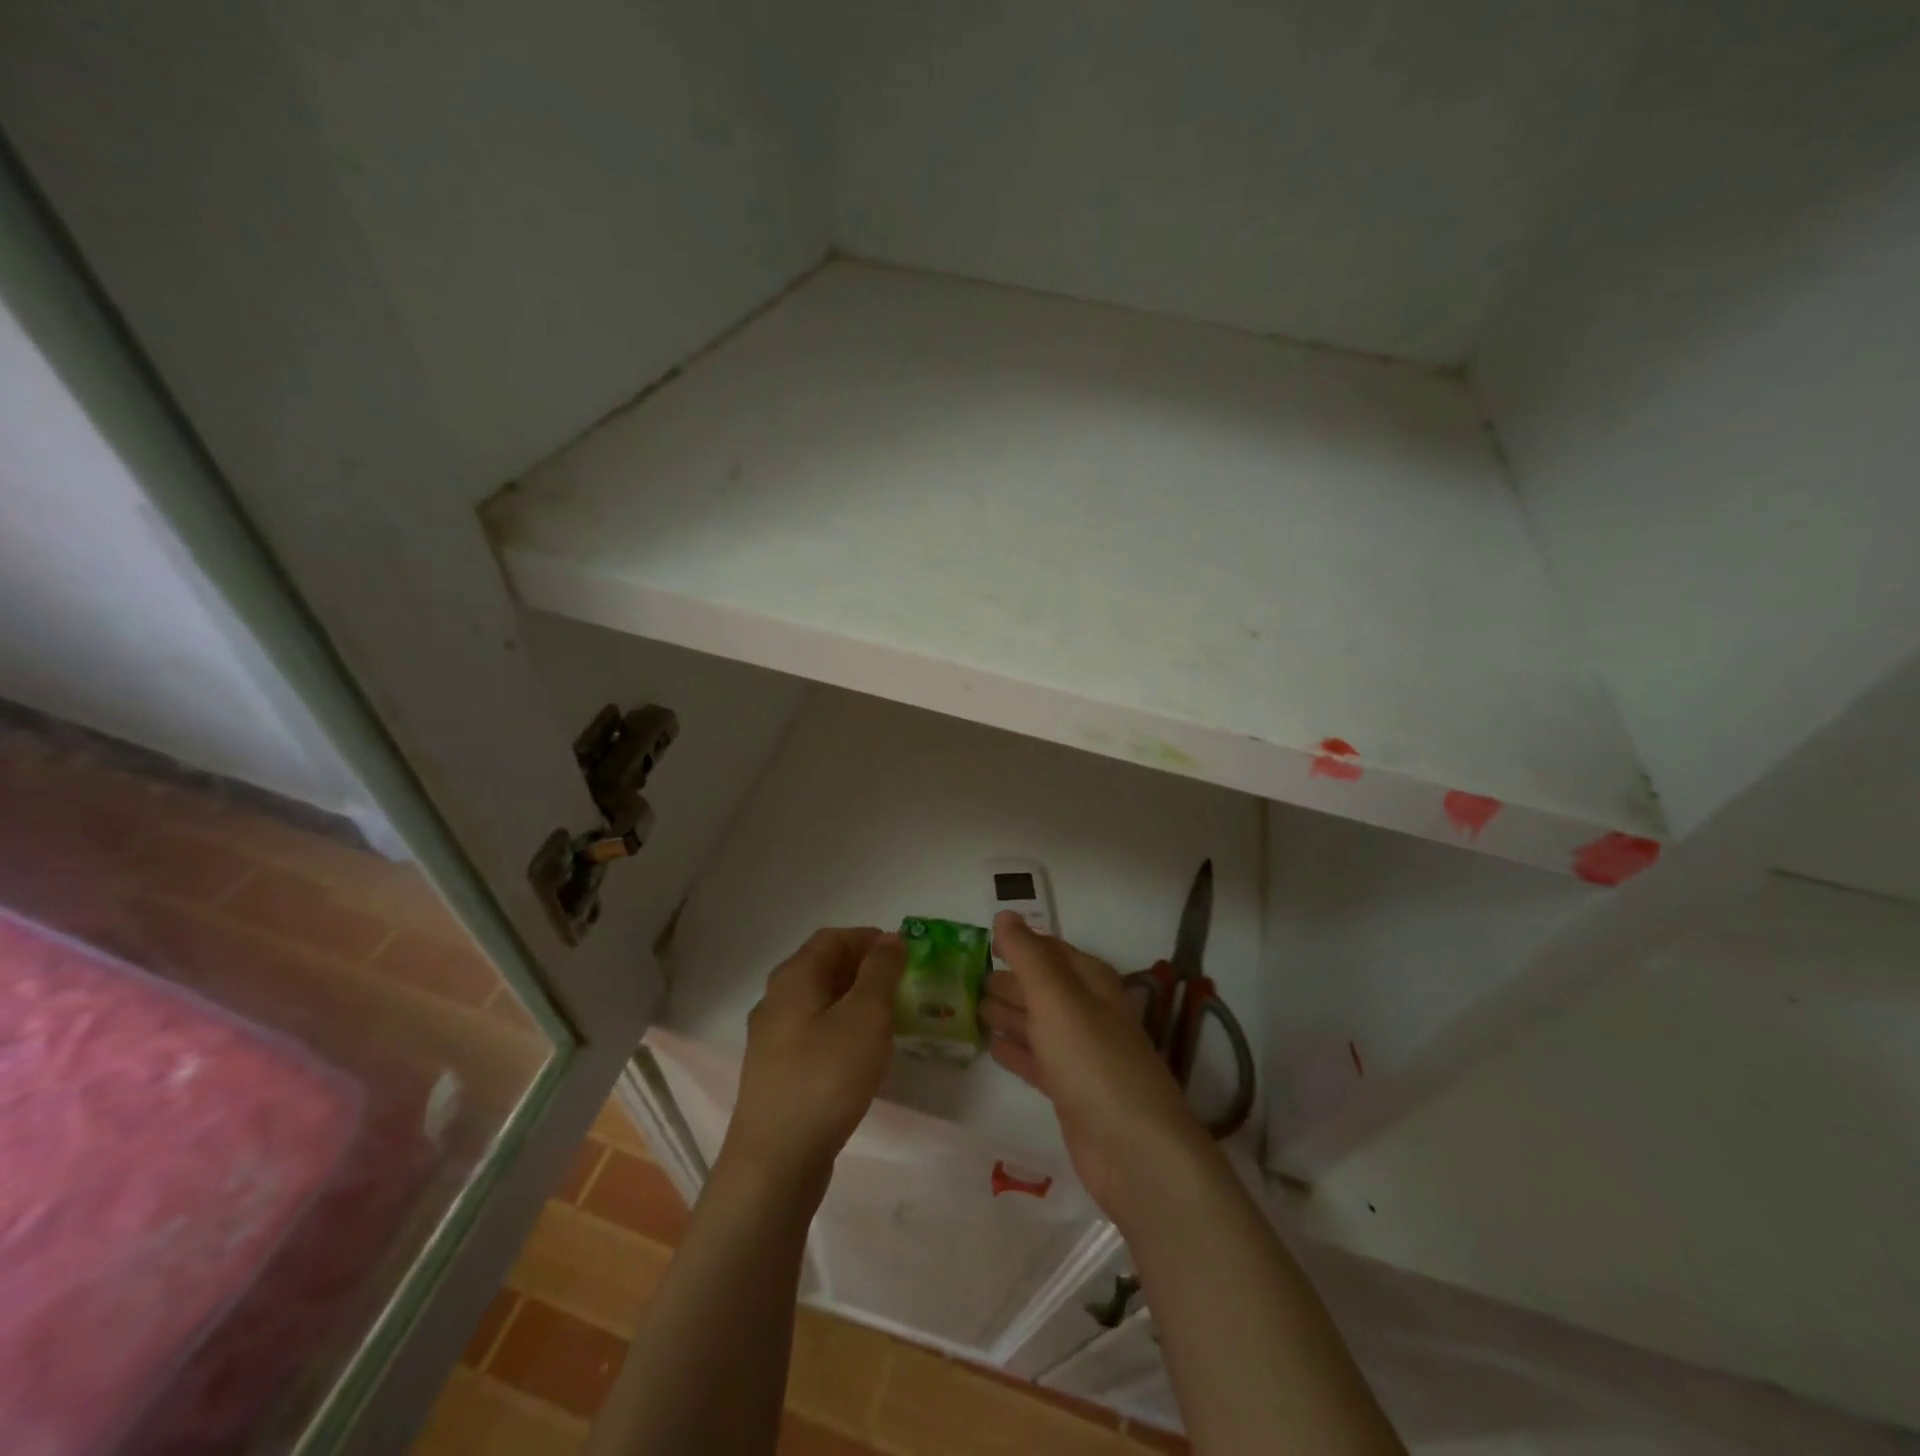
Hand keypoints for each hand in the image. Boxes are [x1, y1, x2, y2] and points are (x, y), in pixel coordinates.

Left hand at [722, 928, 904, 1196]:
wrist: (775, 1161)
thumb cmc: (826, 1077)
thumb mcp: (866, 1016)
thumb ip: (881, 972)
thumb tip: (889, 940)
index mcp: (794, 977)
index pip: (833, 938)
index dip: (868, 938)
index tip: (903, 955)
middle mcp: (776, 999)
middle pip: (823, 967)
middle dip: (864, 969)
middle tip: (901, 985)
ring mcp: (771, 1038)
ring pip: (819, 1002)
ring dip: (854, 1000)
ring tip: (889, 1019)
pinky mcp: (776, 1072)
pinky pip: (813, 1033)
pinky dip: (841, 1029)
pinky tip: (861, 1055)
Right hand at [981, 913, 1213, 1220]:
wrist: (1135, 1151)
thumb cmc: (1093, 1061)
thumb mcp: (1056, 999)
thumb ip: (1028, 956)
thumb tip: (1005, 915)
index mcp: (1092, 983)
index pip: (1051, 951)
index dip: (1020, 944)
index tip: (984, 941)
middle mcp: (1088, 1013)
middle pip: (1043, 988)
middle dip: (1010, 980)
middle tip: (969, 978)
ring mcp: (1081, 1054)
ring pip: (1038, 1024)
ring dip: (1009, 1013)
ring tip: (974, 1007)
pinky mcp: (1071, 1092)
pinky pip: (1037, 1060)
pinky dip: (1015, 1051)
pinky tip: (992, 1048)